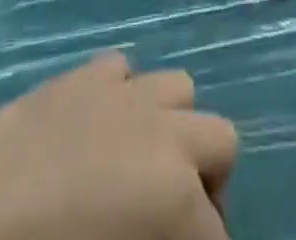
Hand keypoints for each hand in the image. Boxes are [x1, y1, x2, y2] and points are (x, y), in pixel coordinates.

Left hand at [0, 52, 236, 239]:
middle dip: (205, 192)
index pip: (220, 236)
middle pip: (220, 143)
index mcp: (174, 195)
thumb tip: (167, 232)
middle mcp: (160, 129)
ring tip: (135, 180)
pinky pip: (124, 73)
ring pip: (178, 92)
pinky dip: (123, 102)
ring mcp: (116, 92)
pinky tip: (94, 140)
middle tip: (167, 233)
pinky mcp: (75, 75)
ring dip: (170, 135)